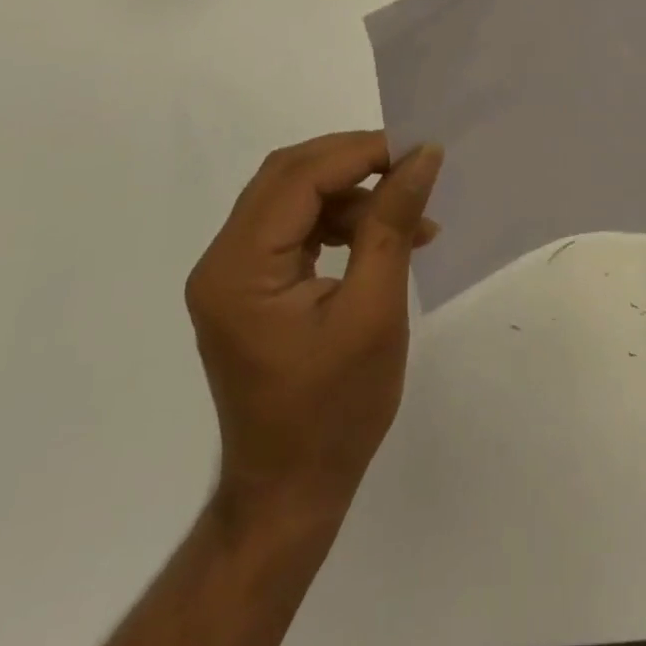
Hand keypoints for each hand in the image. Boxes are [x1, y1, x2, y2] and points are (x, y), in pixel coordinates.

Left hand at [186, 131, 442, 525]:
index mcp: (239, 269)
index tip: (418, 149)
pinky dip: (341, 222)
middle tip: (413, 167)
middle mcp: (223, 262)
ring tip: (413, 217)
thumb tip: (423, 155)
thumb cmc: (335, 411)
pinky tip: (384, 237)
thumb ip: (393, 223)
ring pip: (294, 197)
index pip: (298, 178)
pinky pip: (296, 228)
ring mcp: (233, 275)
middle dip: (355, 162)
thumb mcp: (375, 311)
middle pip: (288, 177)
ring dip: (353, 195)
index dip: (360, 152)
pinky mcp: (251, 287)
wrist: (291, 495)